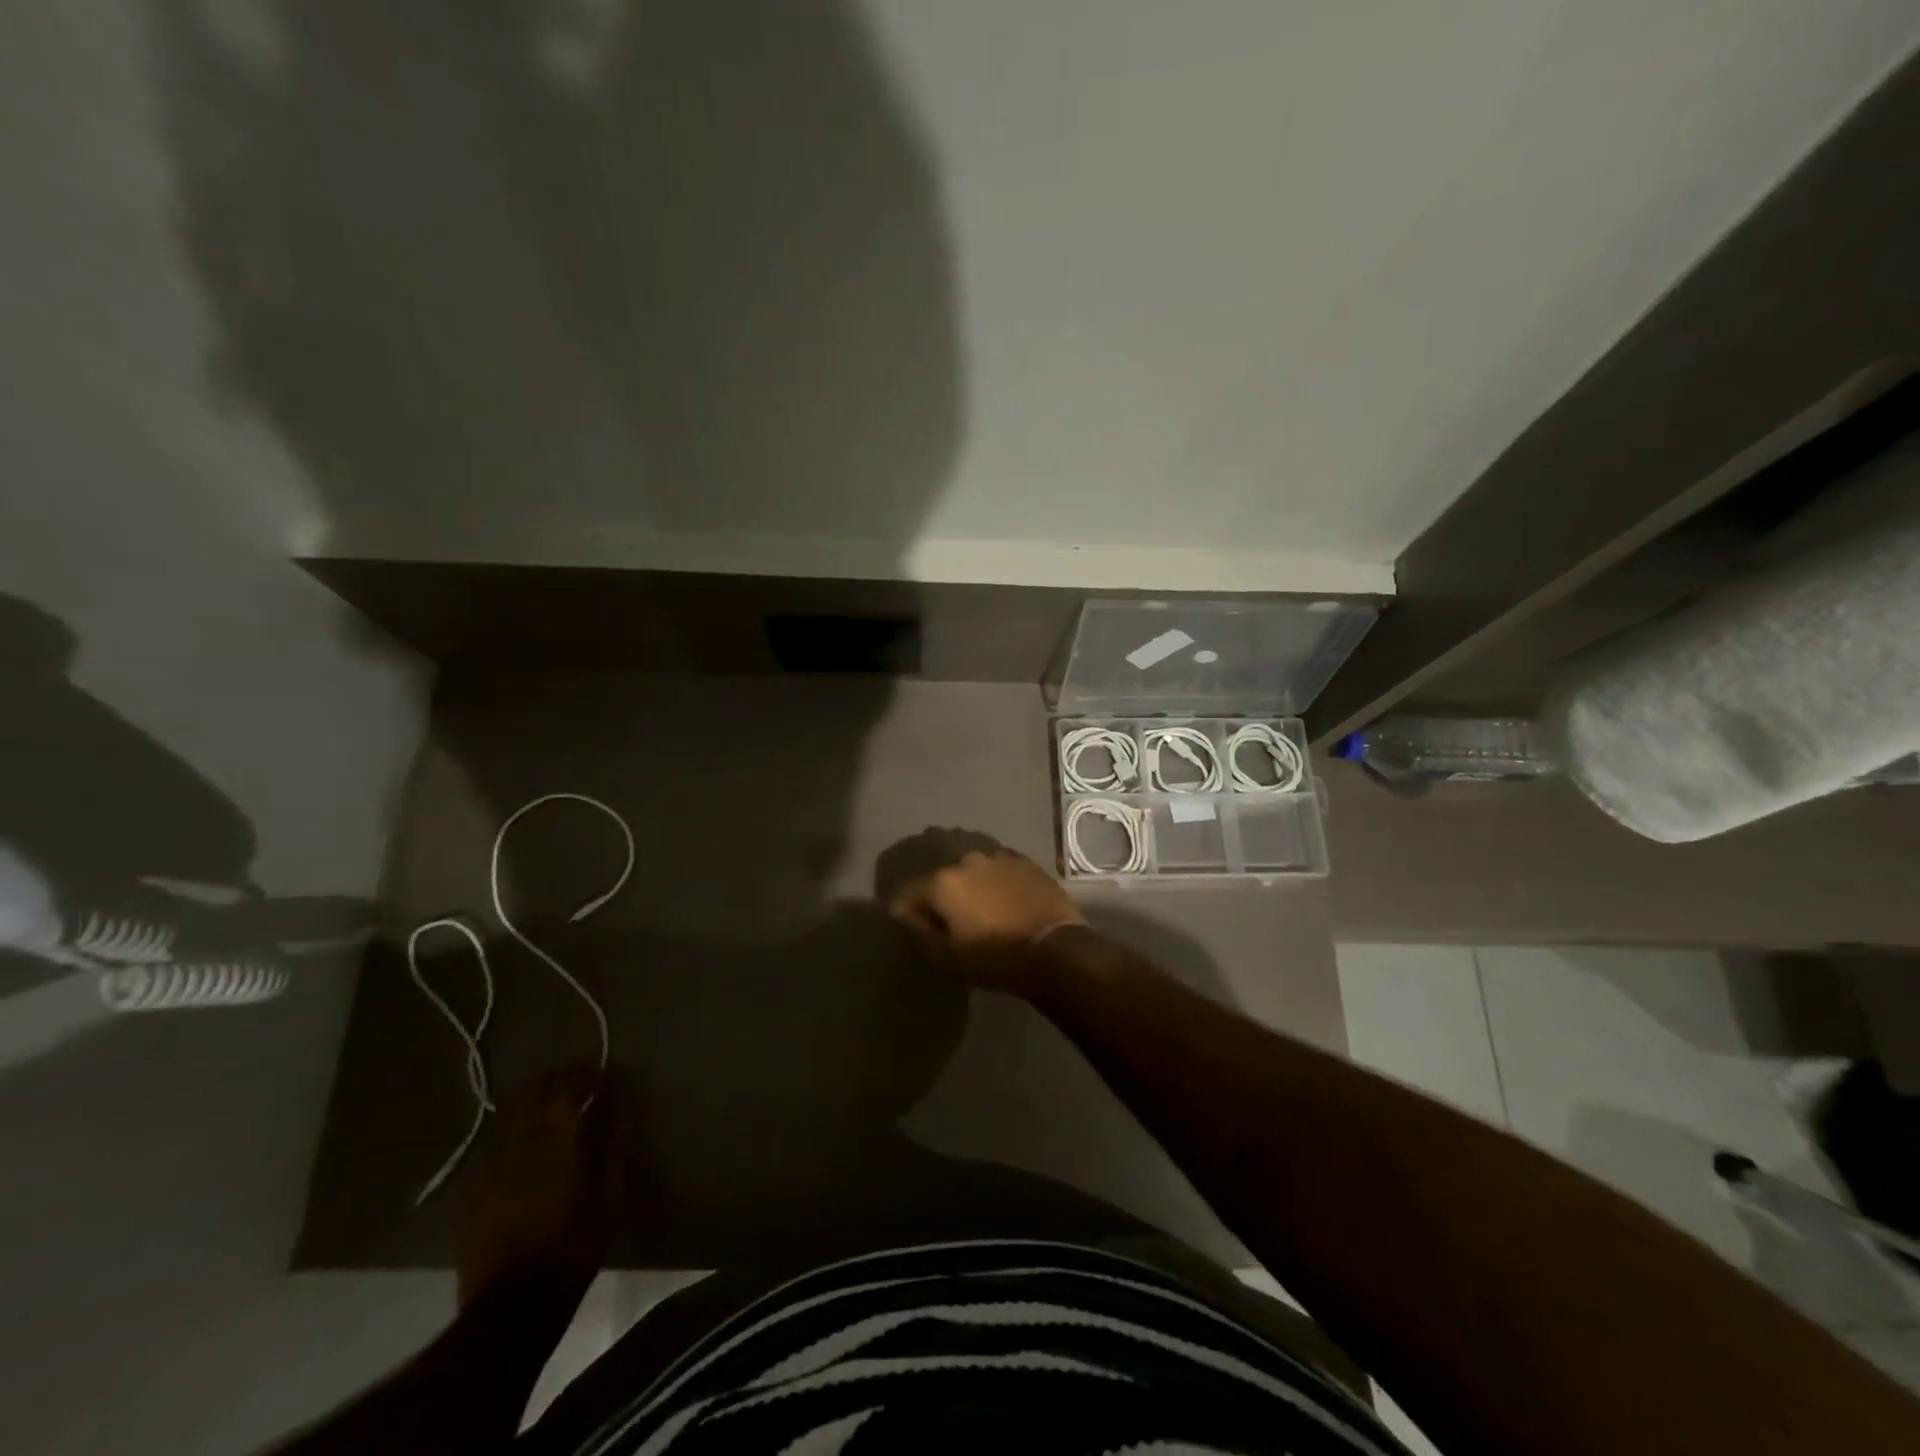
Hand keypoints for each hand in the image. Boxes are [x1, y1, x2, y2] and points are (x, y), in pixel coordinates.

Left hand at [455, 1065, 625, 1305]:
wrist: (509, 1310)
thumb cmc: (571, 1254)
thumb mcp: (611, 1204)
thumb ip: (616, 1154)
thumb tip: (624, 1117)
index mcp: (559, 1143)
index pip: (569, 1087)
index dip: (587, 1074)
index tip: (603, 1073)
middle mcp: (522, 1145)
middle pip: (535, 1093)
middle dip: (557, 1080)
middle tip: (577, 1082)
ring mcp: (491, 1167)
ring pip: (510, 1116)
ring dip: (531, 1103)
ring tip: (549, 1105)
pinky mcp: (472, 1191)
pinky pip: (492, 1147)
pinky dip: (510, 1134)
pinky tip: (519, 1143)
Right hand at [889, 846, 1084, 990]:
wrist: (1056, 949)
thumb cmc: (995, 958)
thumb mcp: (948, 957)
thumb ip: (921, 931)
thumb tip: (904, 913)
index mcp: (943, 882)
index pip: (909, 891)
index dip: (904, 908)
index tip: (906, 922)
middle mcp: (967, 861)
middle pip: (943, 878)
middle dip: (941, 895)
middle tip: (948, 919)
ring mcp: (999, 857)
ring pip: (973, 871)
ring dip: (971, 886)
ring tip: (979, 908)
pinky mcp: (1026, 862)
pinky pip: (1000, 871)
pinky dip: (996, 883)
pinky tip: (1003, 900)